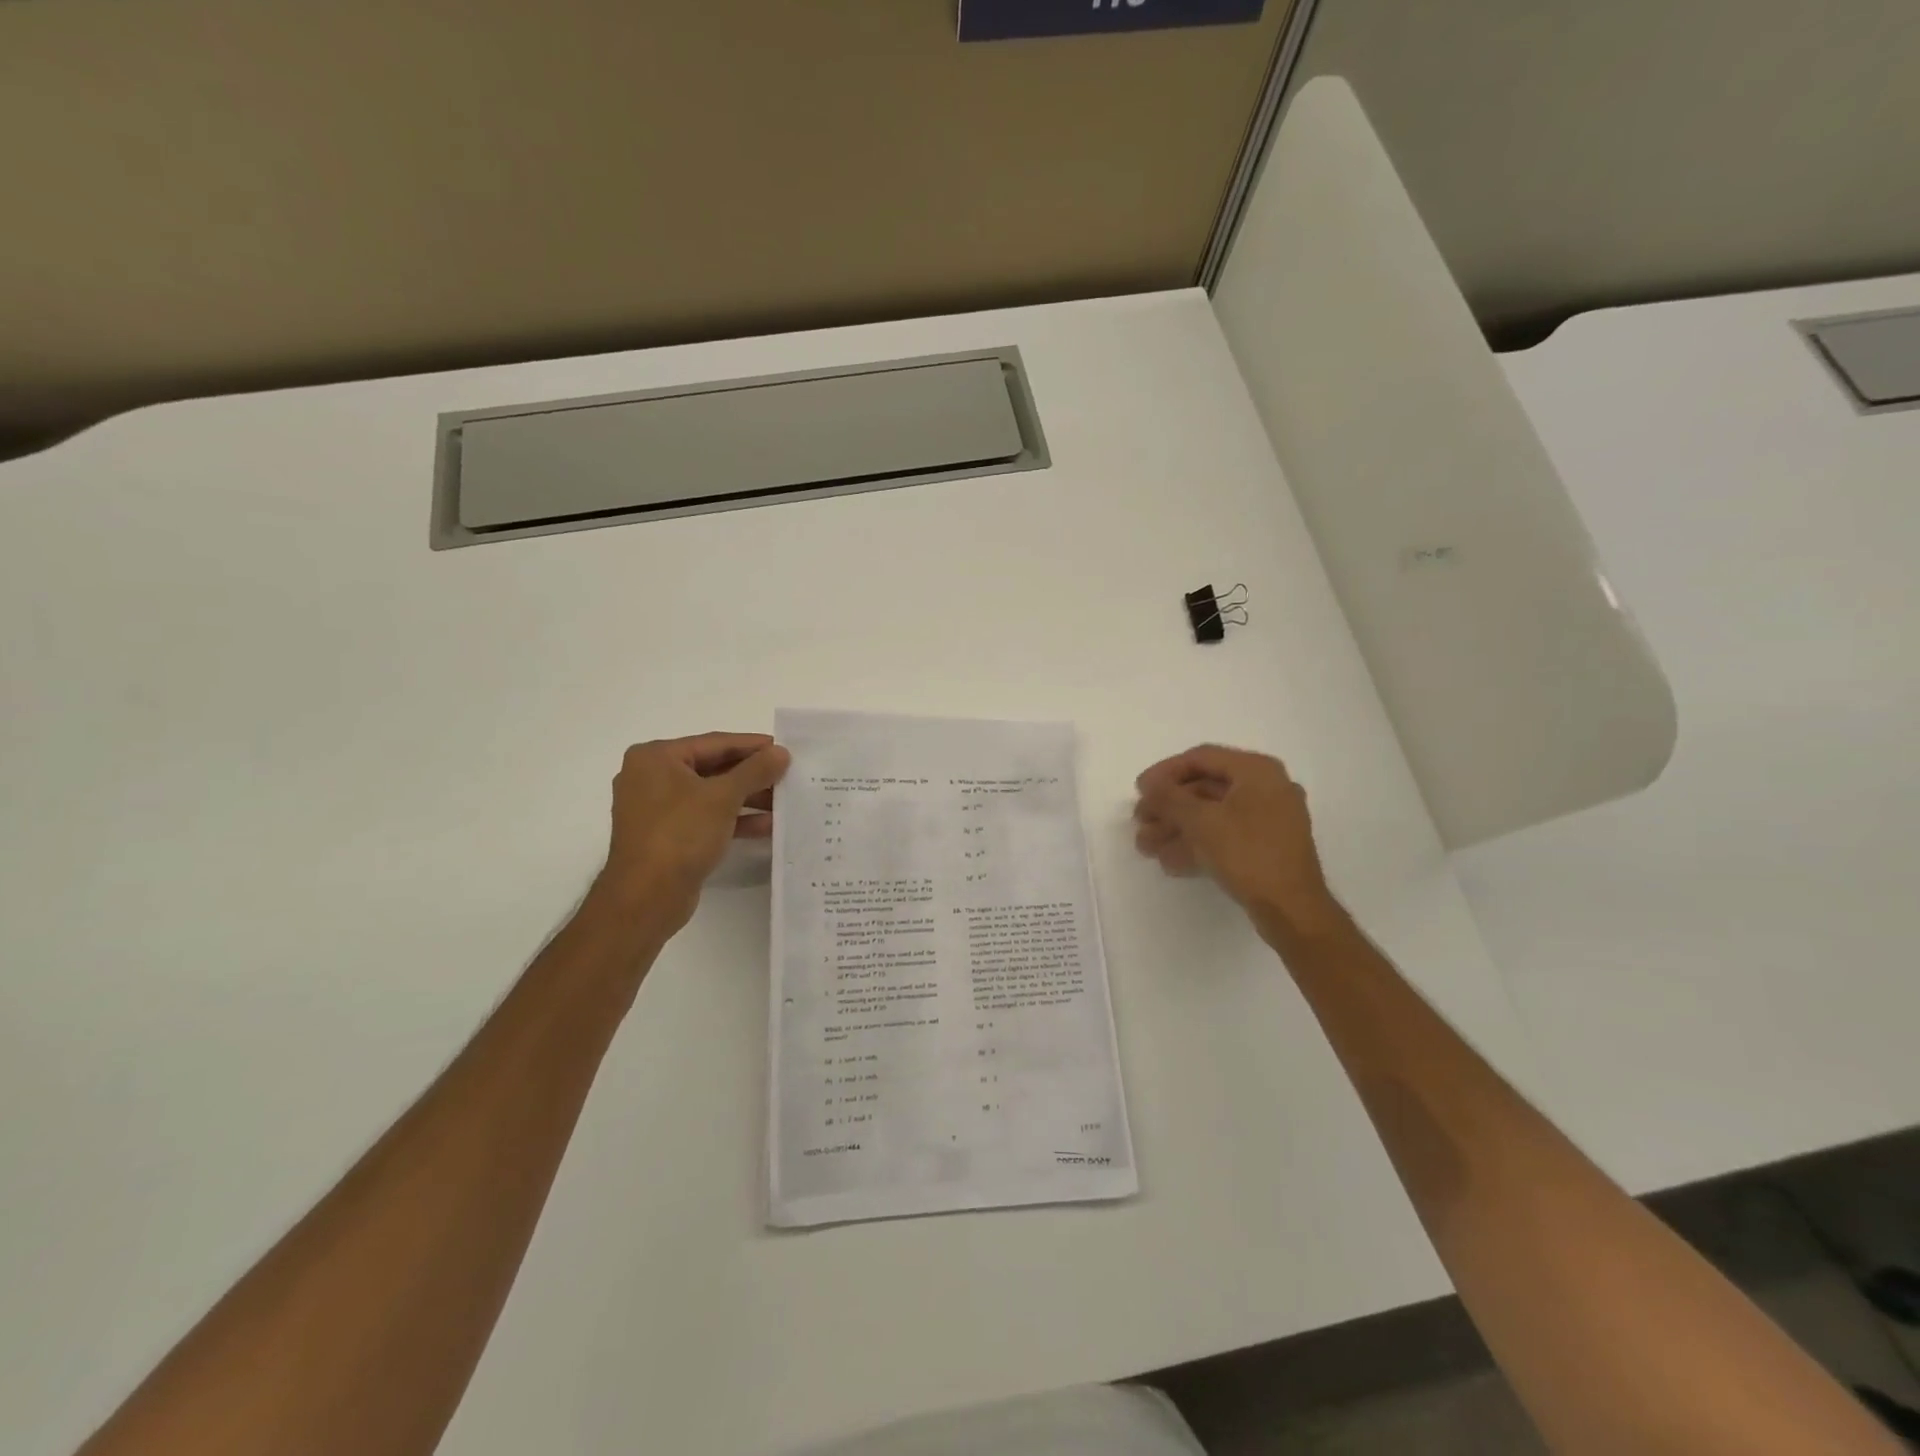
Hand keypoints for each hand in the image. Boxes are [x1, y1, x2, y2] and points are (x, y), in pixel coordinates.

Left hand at [596, 732, 791, 934]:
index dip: (752, 746)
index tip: (785, 748)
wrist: (646, 897)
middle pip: (713, 768)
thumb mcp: (723, 797)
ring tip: (784, 802)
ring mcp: (657, 809)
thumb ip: (755, 771)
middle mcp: (651, 777)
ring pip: (711, 795)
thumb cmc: (680, 834)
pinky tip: (767, 826)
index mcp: (656, 758)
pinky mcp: (667, 836)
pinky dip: (733, 820)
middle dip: (752, 775)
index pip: (714, 743)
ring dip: (747, 799)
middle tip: (788, 776)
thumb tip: (781, 752)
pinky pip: (705, 818)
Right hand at [1133, 744, 1343, 939]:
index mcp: (1257, 771)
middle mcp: (1266, 788)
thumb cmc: (1247, 854)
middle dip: (1168, 807)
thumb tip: (1149, 784)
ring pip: (1212, 815)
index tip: (1139, 790)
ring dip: (1176, 828)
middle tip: (1140, 822)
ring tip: (1146, 847)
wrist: (1292, 909)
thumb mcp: (1200, 821)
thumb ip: (1169, 798)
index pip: (1201, 757)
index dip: (1165, 772)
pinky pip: (1225, 835)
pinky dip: (1197, 844)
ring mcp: (1269, 819)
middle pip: (1204, 787)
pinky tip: (1169, 862)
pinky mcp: (1266, 847)